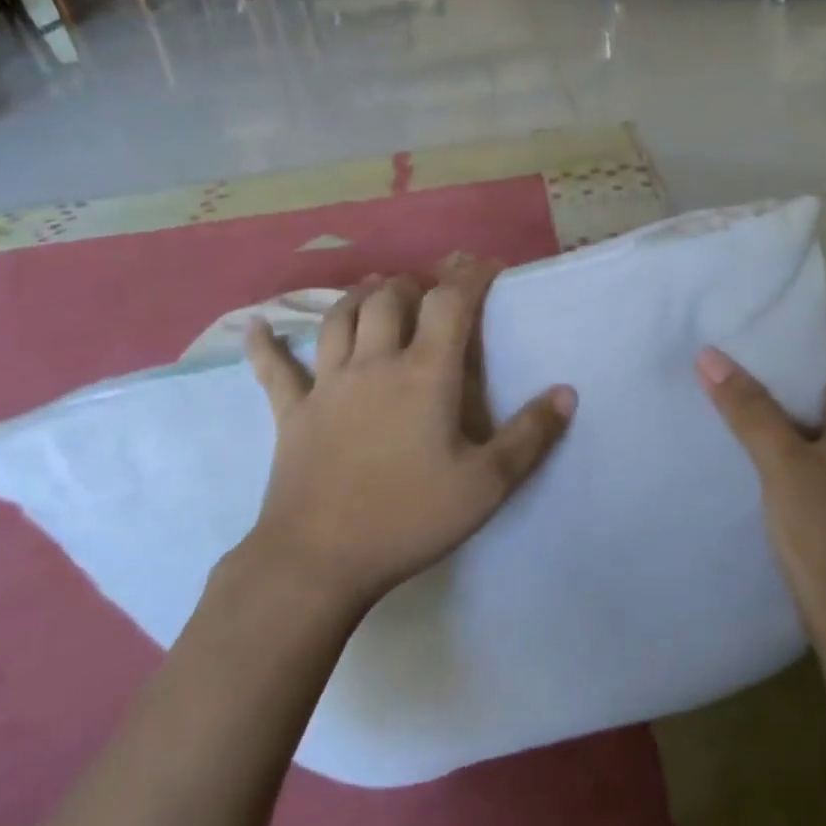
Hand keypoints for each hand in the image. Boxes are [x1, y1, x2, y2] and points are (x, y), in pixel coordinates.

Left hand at [239, 260, 576, 617]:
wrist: (320, 559)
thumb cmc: (408, 518)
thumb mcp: (486, 485)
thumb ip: (530, 436)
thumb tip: (567, 393)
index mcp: (424, 375)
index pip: (449, 303)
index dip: (469, 276)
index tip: (485, 266)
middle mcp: (374, 365)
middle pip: (388, 300)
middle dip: (412, 283)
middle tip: (428, 287)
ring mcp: (327, 385)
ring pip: (339, 320)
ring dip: (358, 297)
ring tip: (374, 288)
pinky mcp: (292, 413)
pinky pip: (275, 370)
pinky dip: (266, 345)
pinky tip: (259, 326)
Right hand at [697, 312, 825, 660]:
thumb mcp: (783, 464)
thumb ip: (748, 409)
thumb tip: (710, 356)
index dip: (825, 317)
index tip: (775, 305)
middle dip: (793, 345)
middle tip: (742, 329)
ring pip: (814, 401)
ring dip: (779, 381)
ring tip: (732, 363)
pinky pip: (800, 430)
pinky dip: (773, 415)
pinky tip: (737, 418)